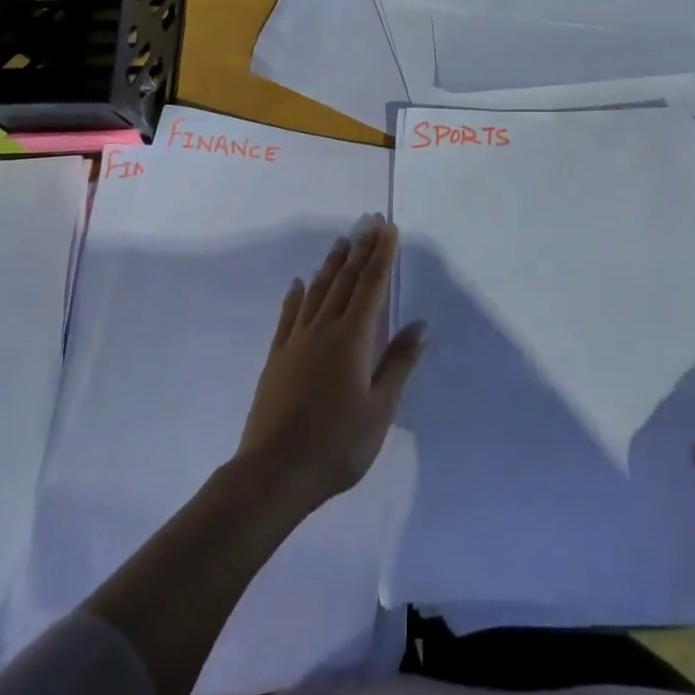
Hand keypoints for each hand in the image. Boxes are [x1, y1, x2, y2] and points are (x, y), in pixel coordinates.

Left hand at [237, 215, 425, 510]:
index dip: (382, 256)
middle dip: (360, 250)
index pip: (372, 286)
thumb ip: (398, 363)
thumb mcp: (380, 409)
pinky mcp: (277, 357)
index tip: (388, 229)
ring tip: (341, 241)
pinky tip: (298, 282)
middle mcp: (324, 329)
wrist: (274, 472)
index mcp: (353, 338)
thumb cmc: (336, 444)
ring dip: (331, 264)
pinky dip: (295, 296)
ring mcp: (296, 341)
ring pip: (317, 291)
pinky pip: (288, 316)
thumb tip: (420, 325)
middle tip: (369, 222)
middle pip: (345, 281)